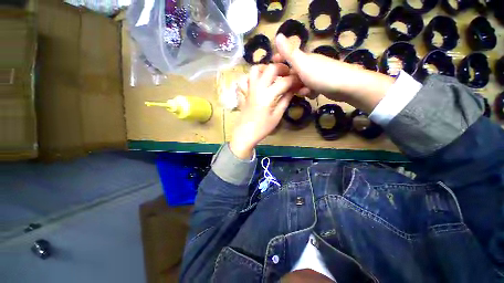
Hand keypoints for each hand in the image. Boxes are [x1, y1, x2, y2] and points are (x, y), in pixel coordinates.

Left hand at [230, 64, 301, 158]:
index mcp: (268, 96)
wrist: (245, 134)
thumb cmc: (262, 128)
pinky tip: (259, 82)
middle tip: (287, 74)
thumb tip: (292, 90)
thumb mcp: (276, 116)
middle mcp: (258, 88)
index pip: (284, 82)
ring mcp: (249, 89)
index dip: (294, 80)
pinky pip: (246, 79)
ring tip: (272, 75)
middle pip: (270, 68)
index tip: (299, 81)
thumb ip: (285, 100)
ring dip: (265, 68)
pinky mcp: (244, 93)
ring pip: (255, 70)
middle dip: (281, 68)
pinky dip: (253, 76)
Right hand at [274, 34, 394, 111]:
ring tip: (304, 92)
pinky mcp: (322, 84)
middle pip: (294, 73)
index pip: (289, 56)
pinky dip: (310, 93)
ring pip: (301, 83)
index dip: (280, 60)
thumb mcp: (302, 64)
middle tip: (287, 89)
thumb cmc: (321, 75)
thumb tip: (278, 35)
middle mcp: (310, 65)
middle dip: (290, 81)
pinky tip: (313, 95)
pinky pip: (310, 89)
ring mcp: (317, 75)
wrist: (346, 86)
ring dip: (300, 89)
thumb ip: (290, 52)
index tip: (272, 66)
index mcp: (305, 59)